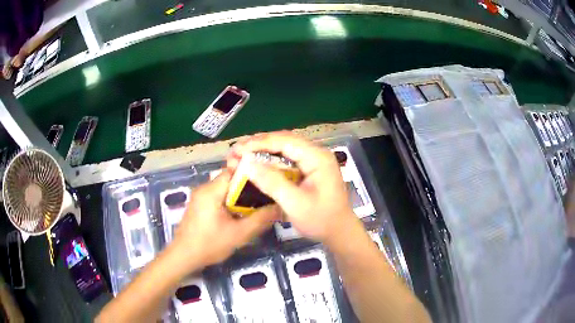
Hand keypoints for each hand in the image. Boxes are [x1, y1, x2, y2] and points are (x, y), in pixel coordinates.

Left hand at [172, 170, 277, 268]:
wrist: (183, 257)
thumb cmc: (209, 244)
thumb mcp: (239, 234)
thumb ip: (260, 220)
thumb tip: (280, 207)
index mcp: (211, 190)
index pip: (234, 171)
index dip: (252, 175)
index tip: (267, 183)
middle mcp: (203, 188)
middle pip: (230, 180)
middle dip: (248, 188)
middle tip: (265, 198)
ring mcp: (199, 197)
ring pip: (224, 190)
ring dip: (239, 197)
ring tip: (255, 207)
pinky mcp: (198, 206)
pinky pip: (217, 197)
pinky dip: (229, 203)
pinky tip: (238, 215)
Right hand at [227, 131, 358, 245]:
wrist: (339, 232)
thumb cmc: (320, 220)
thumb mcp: (295, 204)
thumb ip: (272, 182)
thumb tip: (247, 163)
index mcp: (317, 157)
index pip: (285, 141)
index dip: (259, 143)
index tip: (238, 149)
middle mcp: (316, 153)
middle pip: (284, 140)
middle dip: (259, 144)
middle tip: (236, 150)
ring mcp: (314, 160)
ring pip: (284, 148)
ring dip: (263, 150)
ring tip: (242, 154)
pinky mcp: (310, 169)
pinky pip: (287, 158)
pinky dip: (271, 160)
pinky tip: (257, 163)